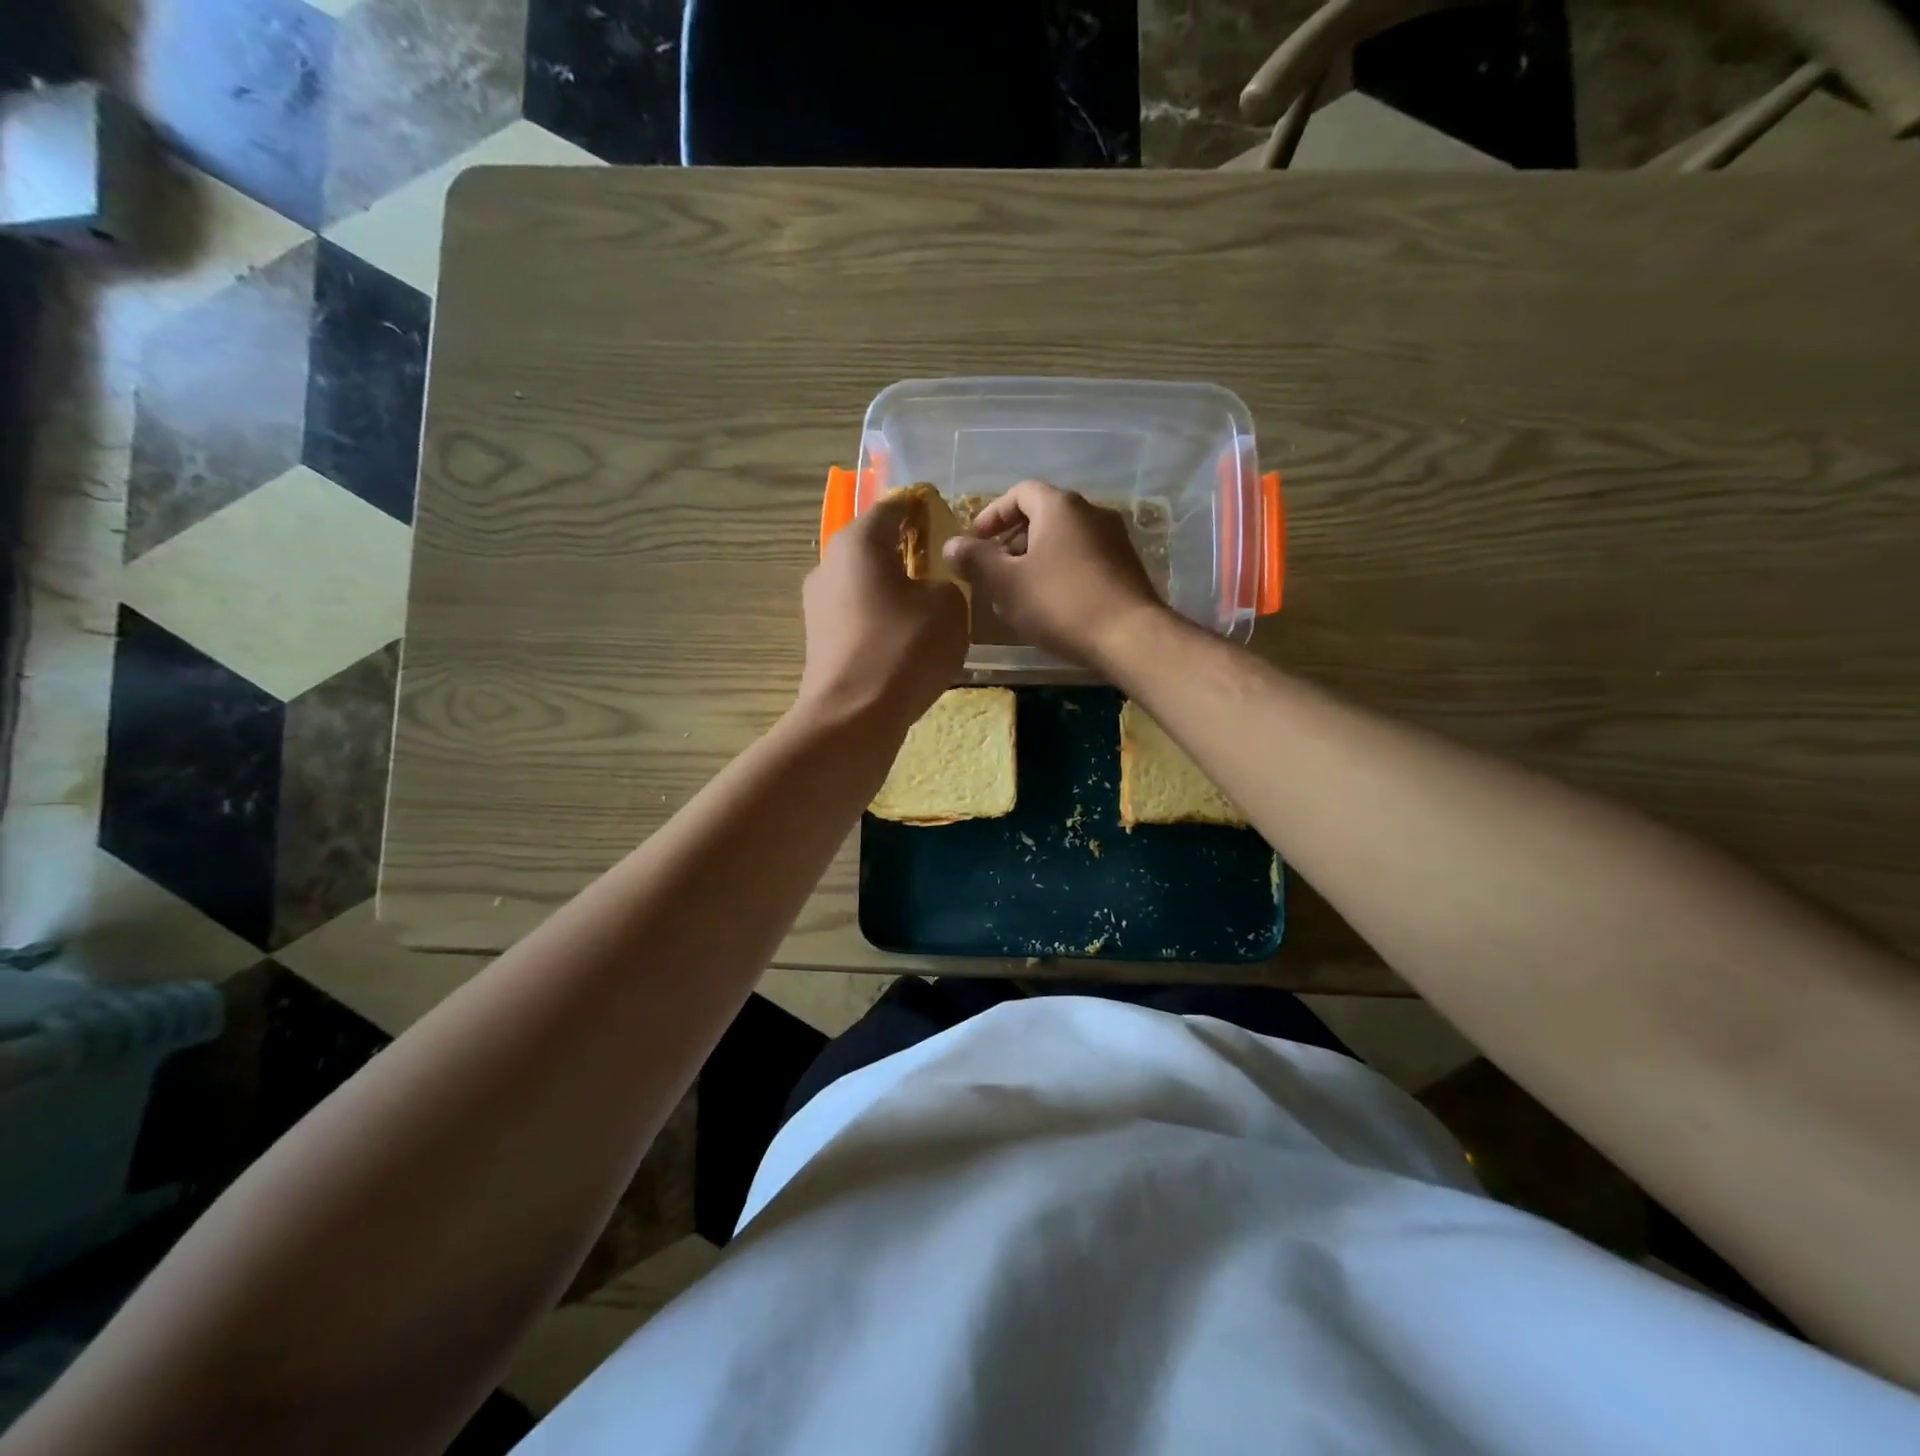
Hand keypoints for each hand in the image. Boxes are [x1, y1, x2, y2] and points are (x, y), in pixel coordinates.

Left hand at [797, 492, 969, 732]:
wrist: (852, 718)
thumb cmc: (903, 649)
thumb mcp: (949, 607)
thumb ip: (948, 582)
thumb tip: (931, 588)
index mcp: (858, 541)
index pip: (895, 507)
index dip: (924, 509)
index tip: (947, 521)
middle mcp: (829, 564)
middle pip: (876, 547)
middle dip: (910, 554)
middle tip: (944, 571)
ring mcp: (818, 605)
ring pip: (867, 585)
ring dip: (896, 591)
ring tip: (930, 613)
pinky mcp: (819, 641)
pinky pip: (859, 617)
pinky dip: (883, 621)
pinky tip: (907, 645)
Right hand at [944, 479, 1164, 667]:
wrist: (1130, 636)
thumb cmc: (1060, 603)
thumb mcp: (1006, 583)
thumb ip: (976, 560)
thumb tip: (951, 544)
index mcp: (1059, 506)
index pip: (1020, 492)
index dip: (993, 514)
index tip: (975, 542)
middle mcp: (1091, 512)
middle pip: (1043, 515)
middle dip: (1013, 540)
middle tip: (994, 571)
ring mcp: (1114, 539)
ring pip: (1064, 540)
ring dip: (1036, 559)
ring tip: (1019, 592)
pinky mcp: (1126, 566)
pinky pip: (1084, 559)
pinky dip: (1061, 571)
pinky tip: (1052, 604)